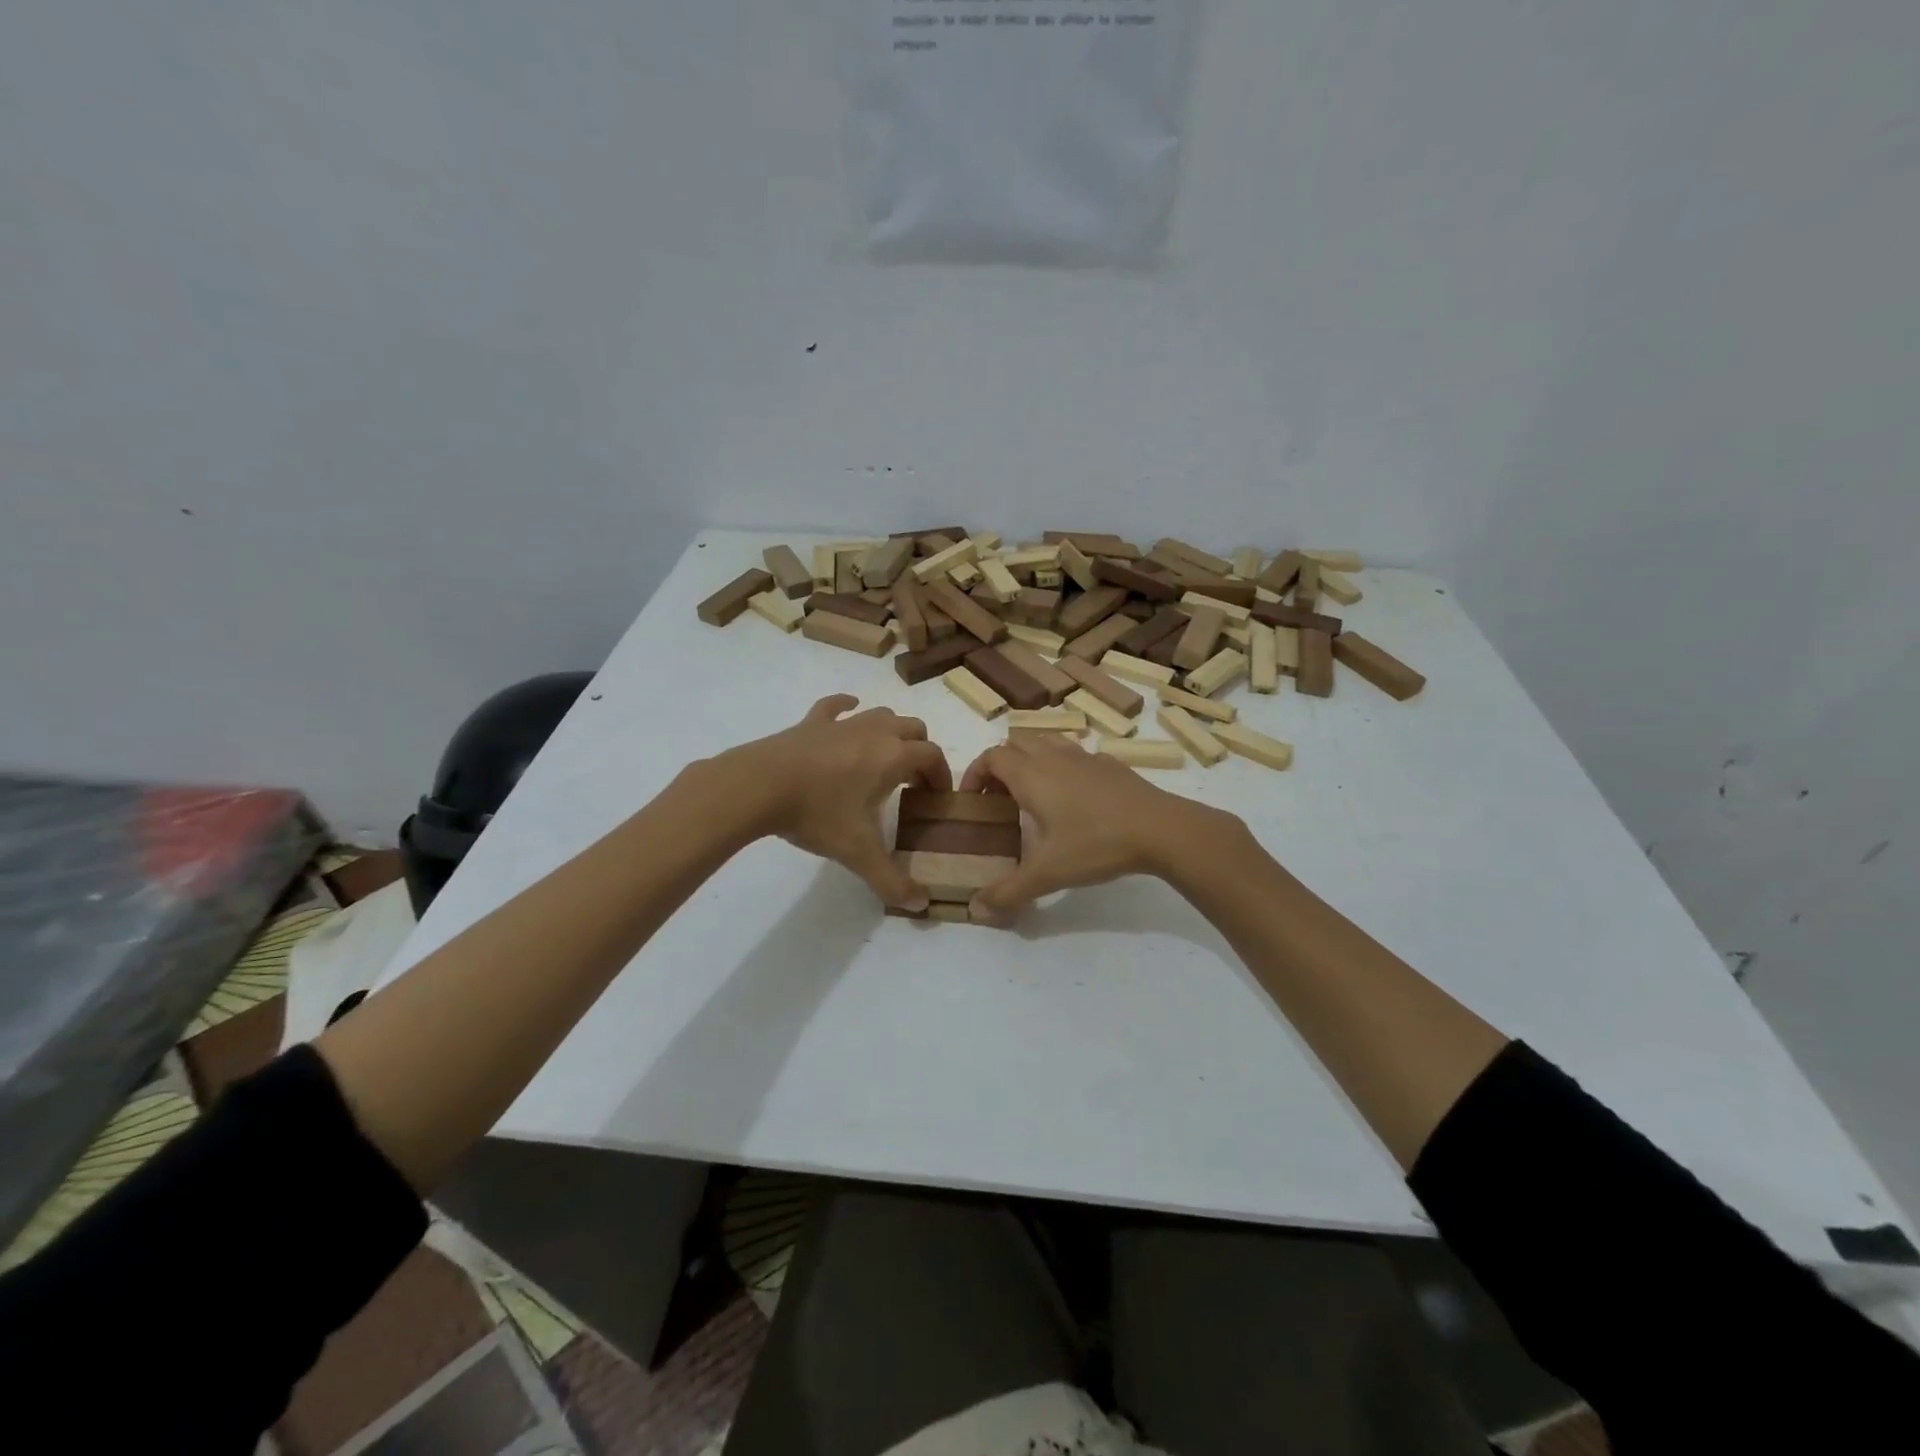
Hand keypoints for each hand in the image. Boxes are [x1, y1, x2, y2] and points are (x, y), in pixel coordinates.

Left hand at [726, 695, 951, 910]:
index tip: (936, 797)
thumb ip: (891, 880)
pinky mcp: (812, 723)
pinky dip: (847, 707)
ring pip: (880, 714)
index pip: (932, 756)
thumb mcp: (858, 853)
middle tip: (911, 781)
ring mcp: (842, 723)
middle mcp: (874, 732)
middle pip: (913, 728)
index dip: (941, 775)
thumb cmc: (817, 814)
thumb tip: (920, 905)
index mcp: (893, 757)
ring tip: (884, 756)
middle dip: (920, 751)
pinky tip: (849, 710)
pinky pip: (836, 706)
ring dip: (891, 730)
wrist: (758, 786)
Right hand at [959, 735, 1236, 922]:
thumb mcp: (1047, 874)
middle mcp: (1054, 757)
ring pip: (1047, 742)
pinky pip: (1075, 755)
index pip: (991, 756)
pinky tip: (1074, 799)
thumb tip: (975, 910)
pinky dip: (1063, 767)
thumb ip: (1008, 891)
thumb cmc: (1096, 844)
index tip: (971, 800)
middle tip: (999, 799)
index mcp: (1031, 775)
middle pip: (1016, 743)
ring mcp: (1085, 757)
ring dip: (1031, 760)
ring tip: (1033, 795)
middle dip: (1000, 766)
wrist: (1161, 829)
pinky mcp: (1111, 764)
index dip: (975, 773)